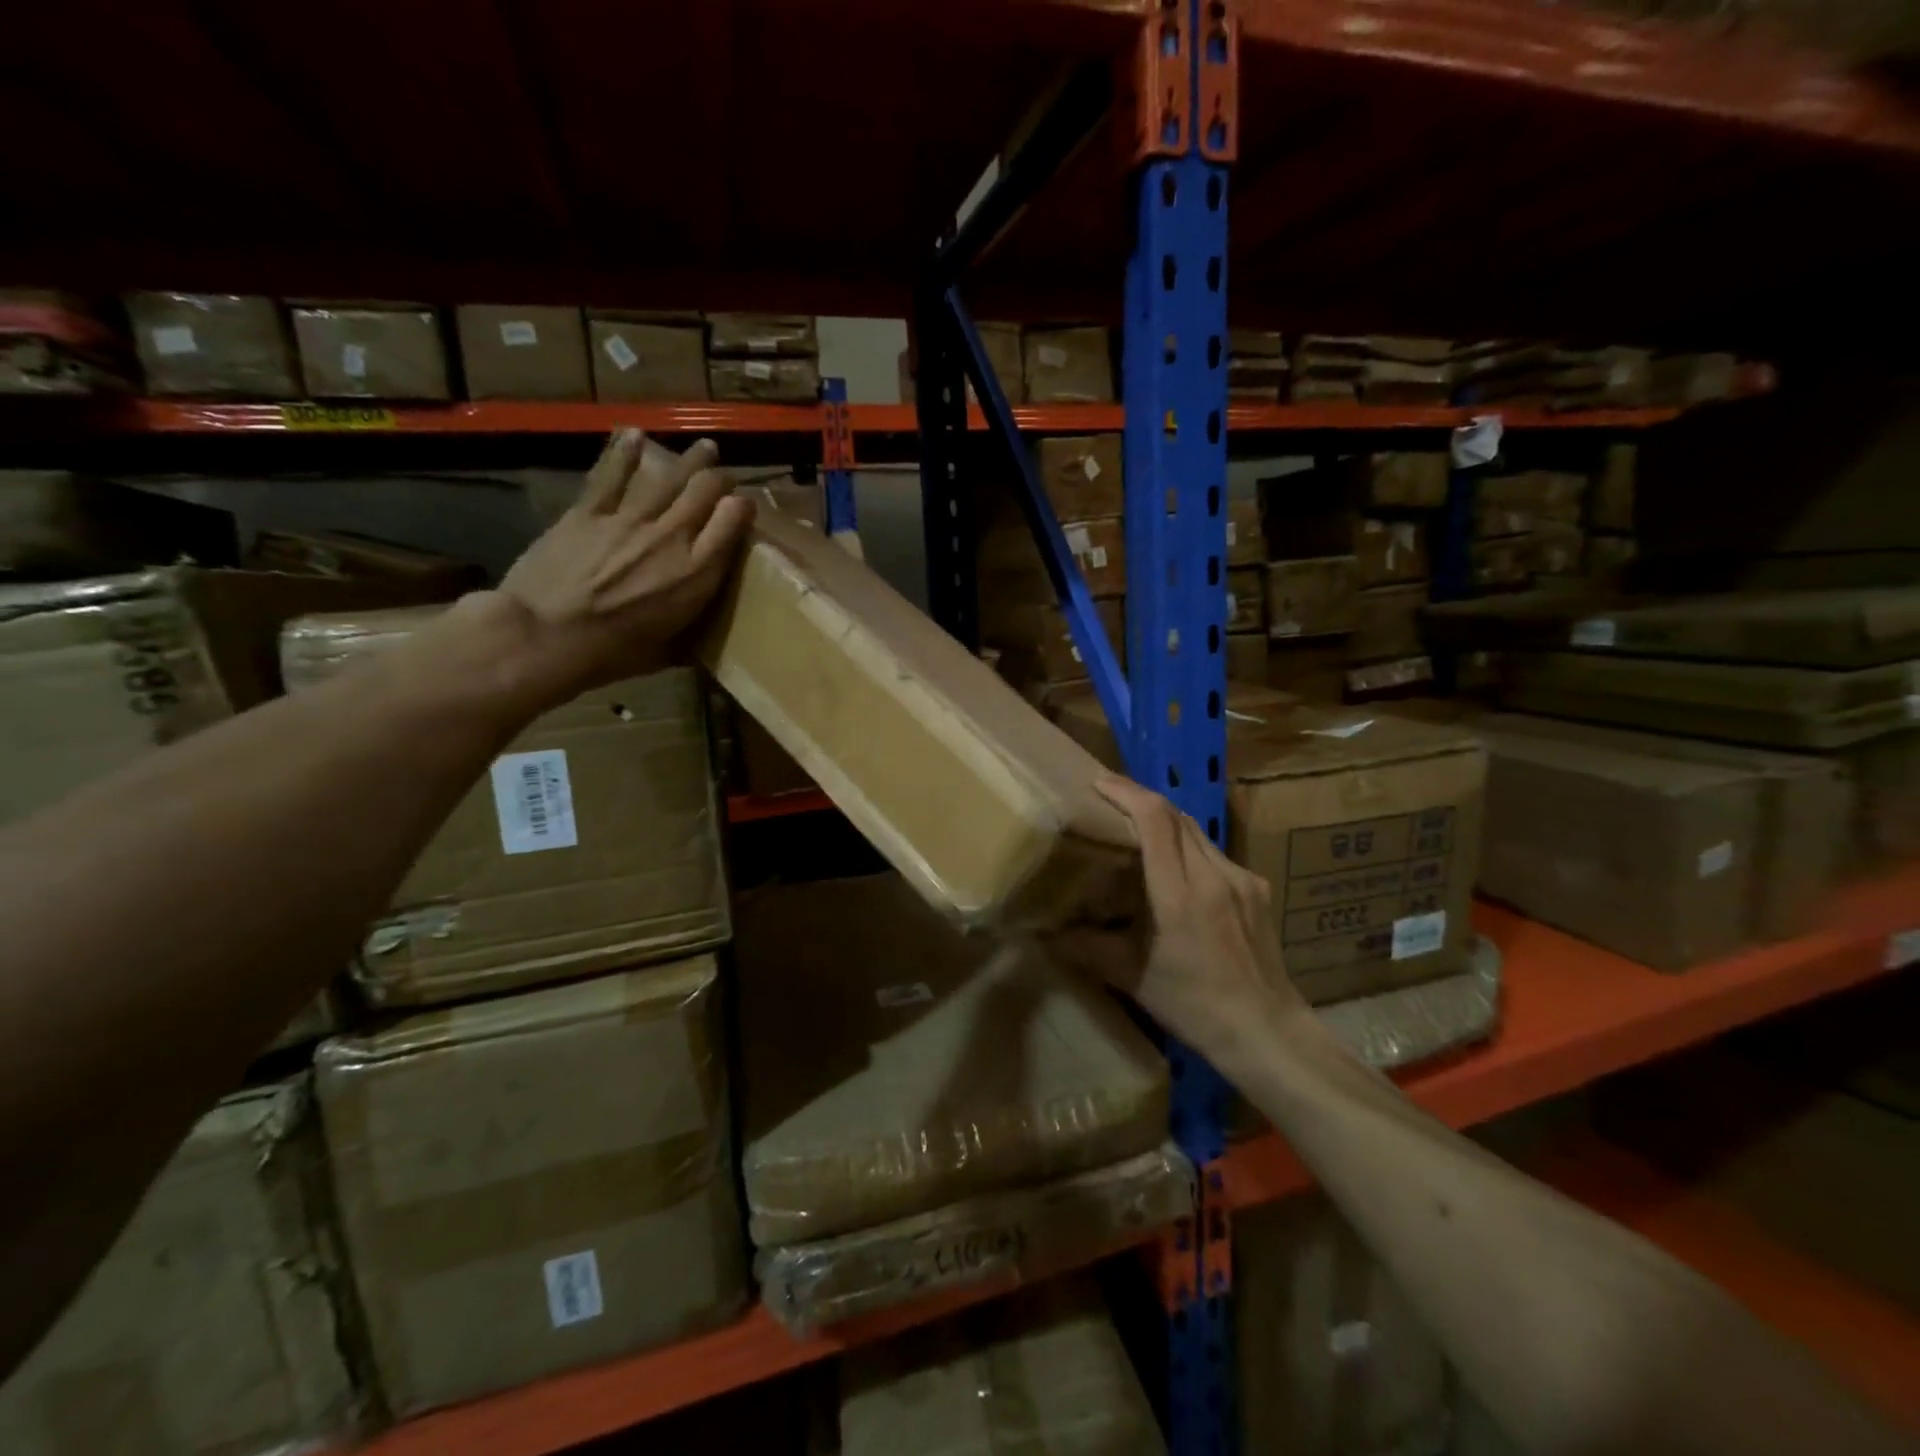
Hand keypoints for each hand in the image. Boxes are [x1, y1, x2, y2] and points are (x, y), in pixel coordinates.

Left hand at [492, 429, 752, 698]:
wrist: (546, 636)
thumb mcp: (668, 650)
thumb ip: (687, 631)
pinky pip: (612, 474)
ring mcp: (630, 519)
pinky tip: (636, 435)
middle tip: (725, 476)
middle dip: (721, 479)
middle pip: (705, 491)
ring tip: (705, 448)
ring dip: (691, 460)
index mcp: (697, 574)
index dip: (743, 507)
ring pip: (669, 477)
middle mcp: (672, 537)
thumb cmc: (612, 654)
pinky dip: (626, 452)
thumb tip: (696, 638)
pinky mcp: (589, 511)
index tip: (744, 506)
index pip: (733, 522)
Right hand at [1050, 775, 1301, 1056]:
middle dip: (1140, 798)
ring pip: (1196, 830)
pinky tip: (1176, 866)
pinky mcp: (1257, 888)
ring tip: (1137, 825)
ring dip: (1164, 819)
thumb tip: (1048, 932)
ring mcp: (1241, 879)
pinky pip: (1215, 852)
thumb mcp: (1133, 980)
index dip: (1126, 792)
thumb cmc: (1195, 1008)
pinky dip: (1188, 845)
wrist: (1267, 1032)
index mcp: (1179, 895)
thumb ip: (1089, 949)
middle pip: (1175, 815)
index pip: (1155, 820)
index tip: (1098, 783)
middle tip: (1109, 799)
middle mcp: (1213, 875)